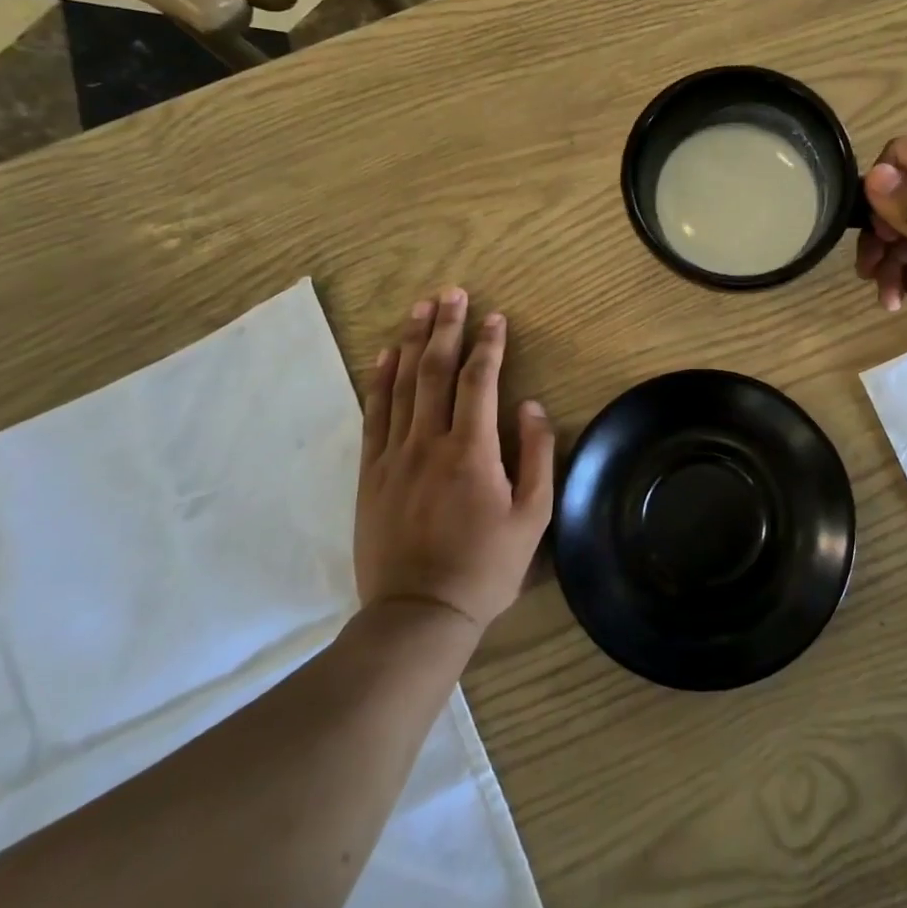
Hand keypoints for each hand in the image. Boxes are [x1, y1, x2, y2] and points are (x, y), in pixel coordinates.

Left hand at [355, 288, 554, 628]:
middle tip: (452, 293)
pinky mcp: (370, 474)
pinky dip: (379, 381)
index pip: (479, 381)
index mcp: (471, 452)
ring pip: (402, 385)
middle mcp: (428, 443)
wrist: (418, 614)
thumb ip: (536, 457)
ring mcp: (393, 457)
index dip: (488, 344)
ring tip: (420, 308)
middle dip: (446, 328)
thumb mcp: (532, 518)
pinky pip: (373, 415)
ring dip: (412, 342)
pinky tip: (385, 356)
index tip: (496, 316)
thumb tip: (531, 407)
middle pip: (435, 371)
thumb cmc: (485, 567)